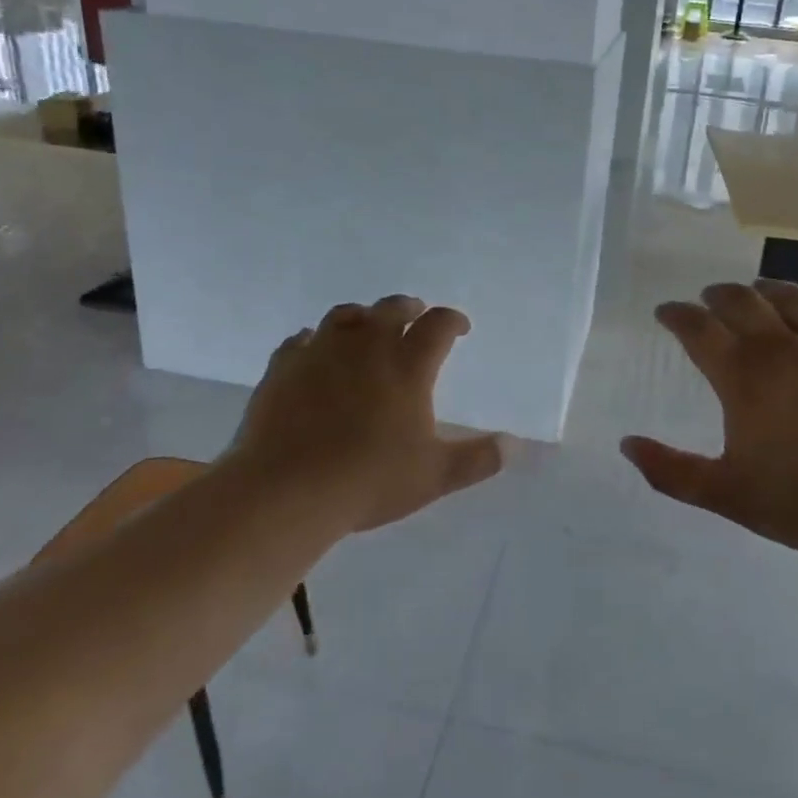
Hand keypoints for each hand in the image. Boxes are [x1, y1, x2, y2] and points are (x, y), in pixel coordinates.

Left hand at [225, 295, 505, 531]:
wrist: (286, 489)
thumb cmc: (368, 480)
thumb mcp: (434, 476)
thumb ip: (478, 459)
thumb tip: (513, 446)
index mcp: (408, 365)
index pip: (438, 325)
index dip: (452, 320)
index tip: (459, 327)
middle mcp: (367, 346)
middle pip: (392, 308)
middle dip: (409, 308)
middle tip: (415, 315)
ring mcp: (321, 351)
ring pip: (346, 315)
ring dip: (363, 317)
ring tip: (367, 326)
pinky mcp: (284, 366)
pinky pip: (302, 340)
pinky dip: (315, 341)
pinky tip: (315, 350)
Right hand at [621, 281, 797, 560]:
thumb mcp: (726, 494)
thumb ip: (671, 471)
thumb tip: (627, 445)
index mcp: (744, 376)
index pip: (699, 328)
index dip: (677, 315)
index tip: (665, 312)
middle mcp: (782, 348)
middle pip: (742, 301)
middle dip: (717, 295)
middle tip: (706, 299)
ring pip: (791, 298)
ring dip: (764, 288)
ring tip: (754, 290)